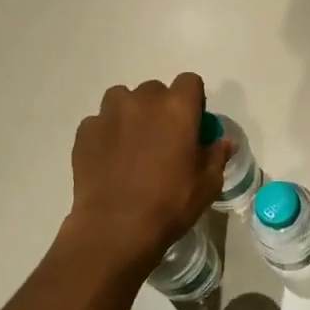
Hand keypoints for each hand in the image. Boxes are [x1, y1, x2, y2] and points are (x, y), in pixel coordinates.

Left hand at [66, 74, 227, 265]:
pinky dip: (106, 133)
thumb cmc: (170, 203)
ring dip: (130, 114)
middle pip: (155, 90)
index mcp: (177, 108)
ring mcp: (109, 114)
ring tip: (132, 144)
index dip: (193, 100)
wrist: (116, 228)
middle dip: (161, 108)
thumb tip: (225, 142)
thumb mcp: (207, 184)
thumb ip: (217, 155)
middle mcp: (142, 101)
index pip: (190, 82)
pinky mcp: (85, 132)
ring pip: (122, 99)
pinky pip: (99, 122)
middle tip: (163, 138)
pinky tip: (110, 160)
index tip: (192, 124)